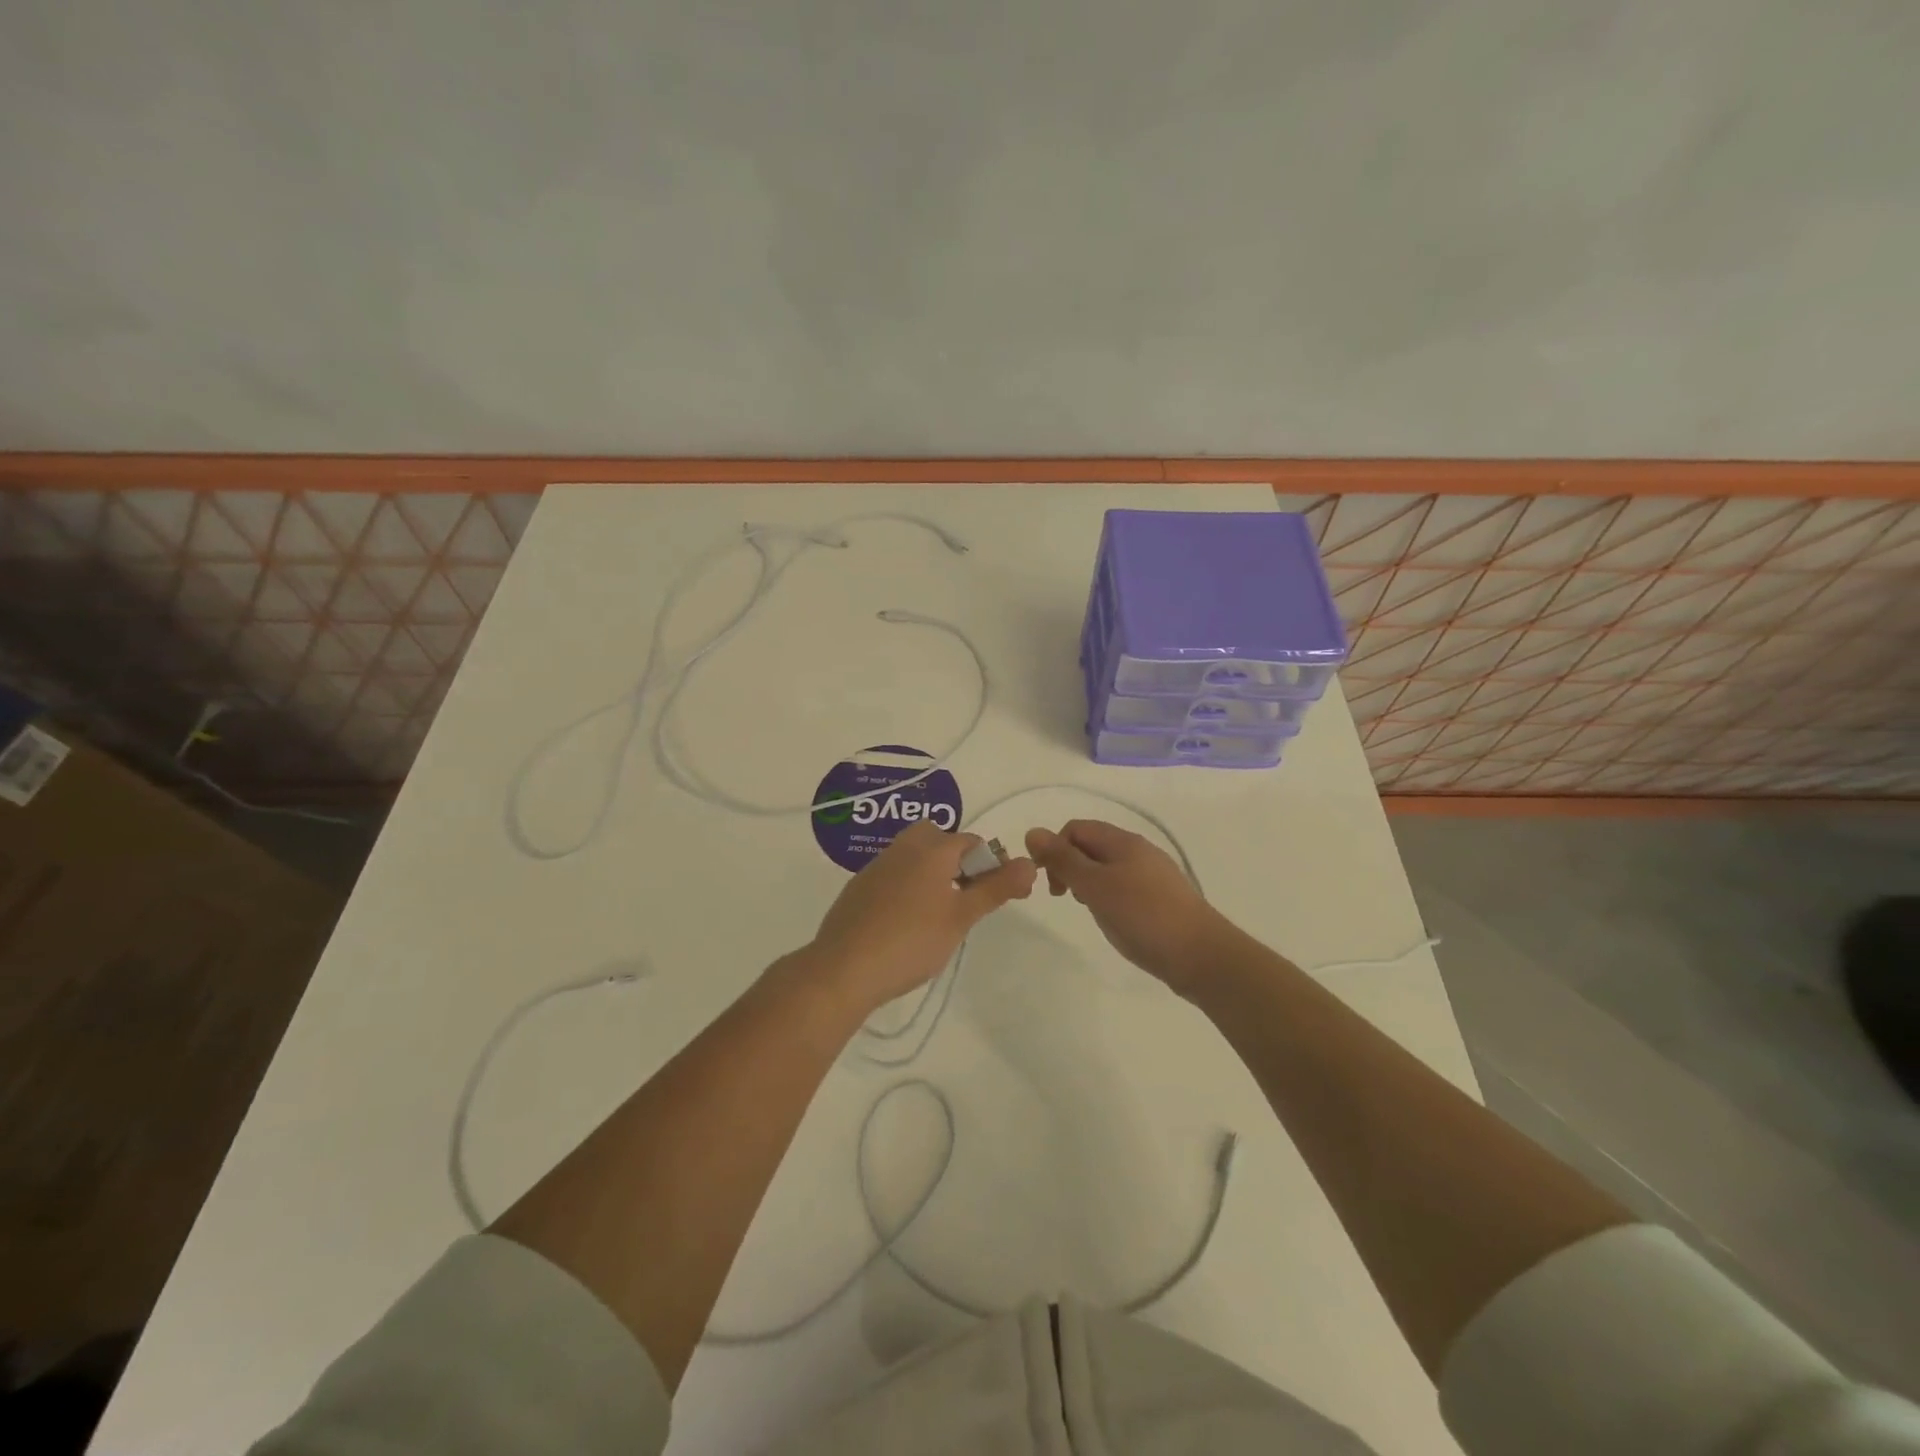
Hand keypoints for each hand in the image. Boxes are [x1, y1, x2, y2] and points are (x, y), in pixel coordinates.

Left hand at [805, 822, 1036, 1014]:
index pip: (972, 841)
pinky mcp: (858, 887)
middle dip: (957, 859)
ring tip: (940, 912)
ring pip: (913, 855)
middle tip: (966, 897)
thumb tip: (1030, 863)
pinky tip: (907, 922)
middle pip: (938, 839)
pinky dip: (907, 886)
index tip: (1002, 895)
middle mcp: (903, 848)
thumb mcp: (961, 917)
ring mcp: (876, 866)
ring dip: (932, 872)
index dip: (992, 864)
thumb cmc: (911, 941)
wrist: (843, 968)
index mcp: (931, 849)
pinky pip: (893, 874)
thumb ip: (996, 888)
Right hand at [1025, 820, 1230, 992]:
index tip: (1049, 882)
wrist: (1201, 955)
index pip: (1075, 828)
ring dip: (1087, 882)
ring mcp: (1152, 874)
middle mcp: (1138, 850)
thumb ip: (1063, 860)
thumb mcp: (1095, 886)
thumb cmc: (1143, 916)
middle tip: (1064, 897)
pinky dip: (1107, 895)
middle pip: (1091, 845)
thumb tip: (1032, 832)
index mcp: (1122, 841)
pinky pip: (1123, 885)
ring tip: (1088, 909)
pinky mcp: (1160, 898)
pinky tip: (1112, 918)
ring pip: (1107, 867)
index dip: (1055, 849)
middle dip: (1069, 866)